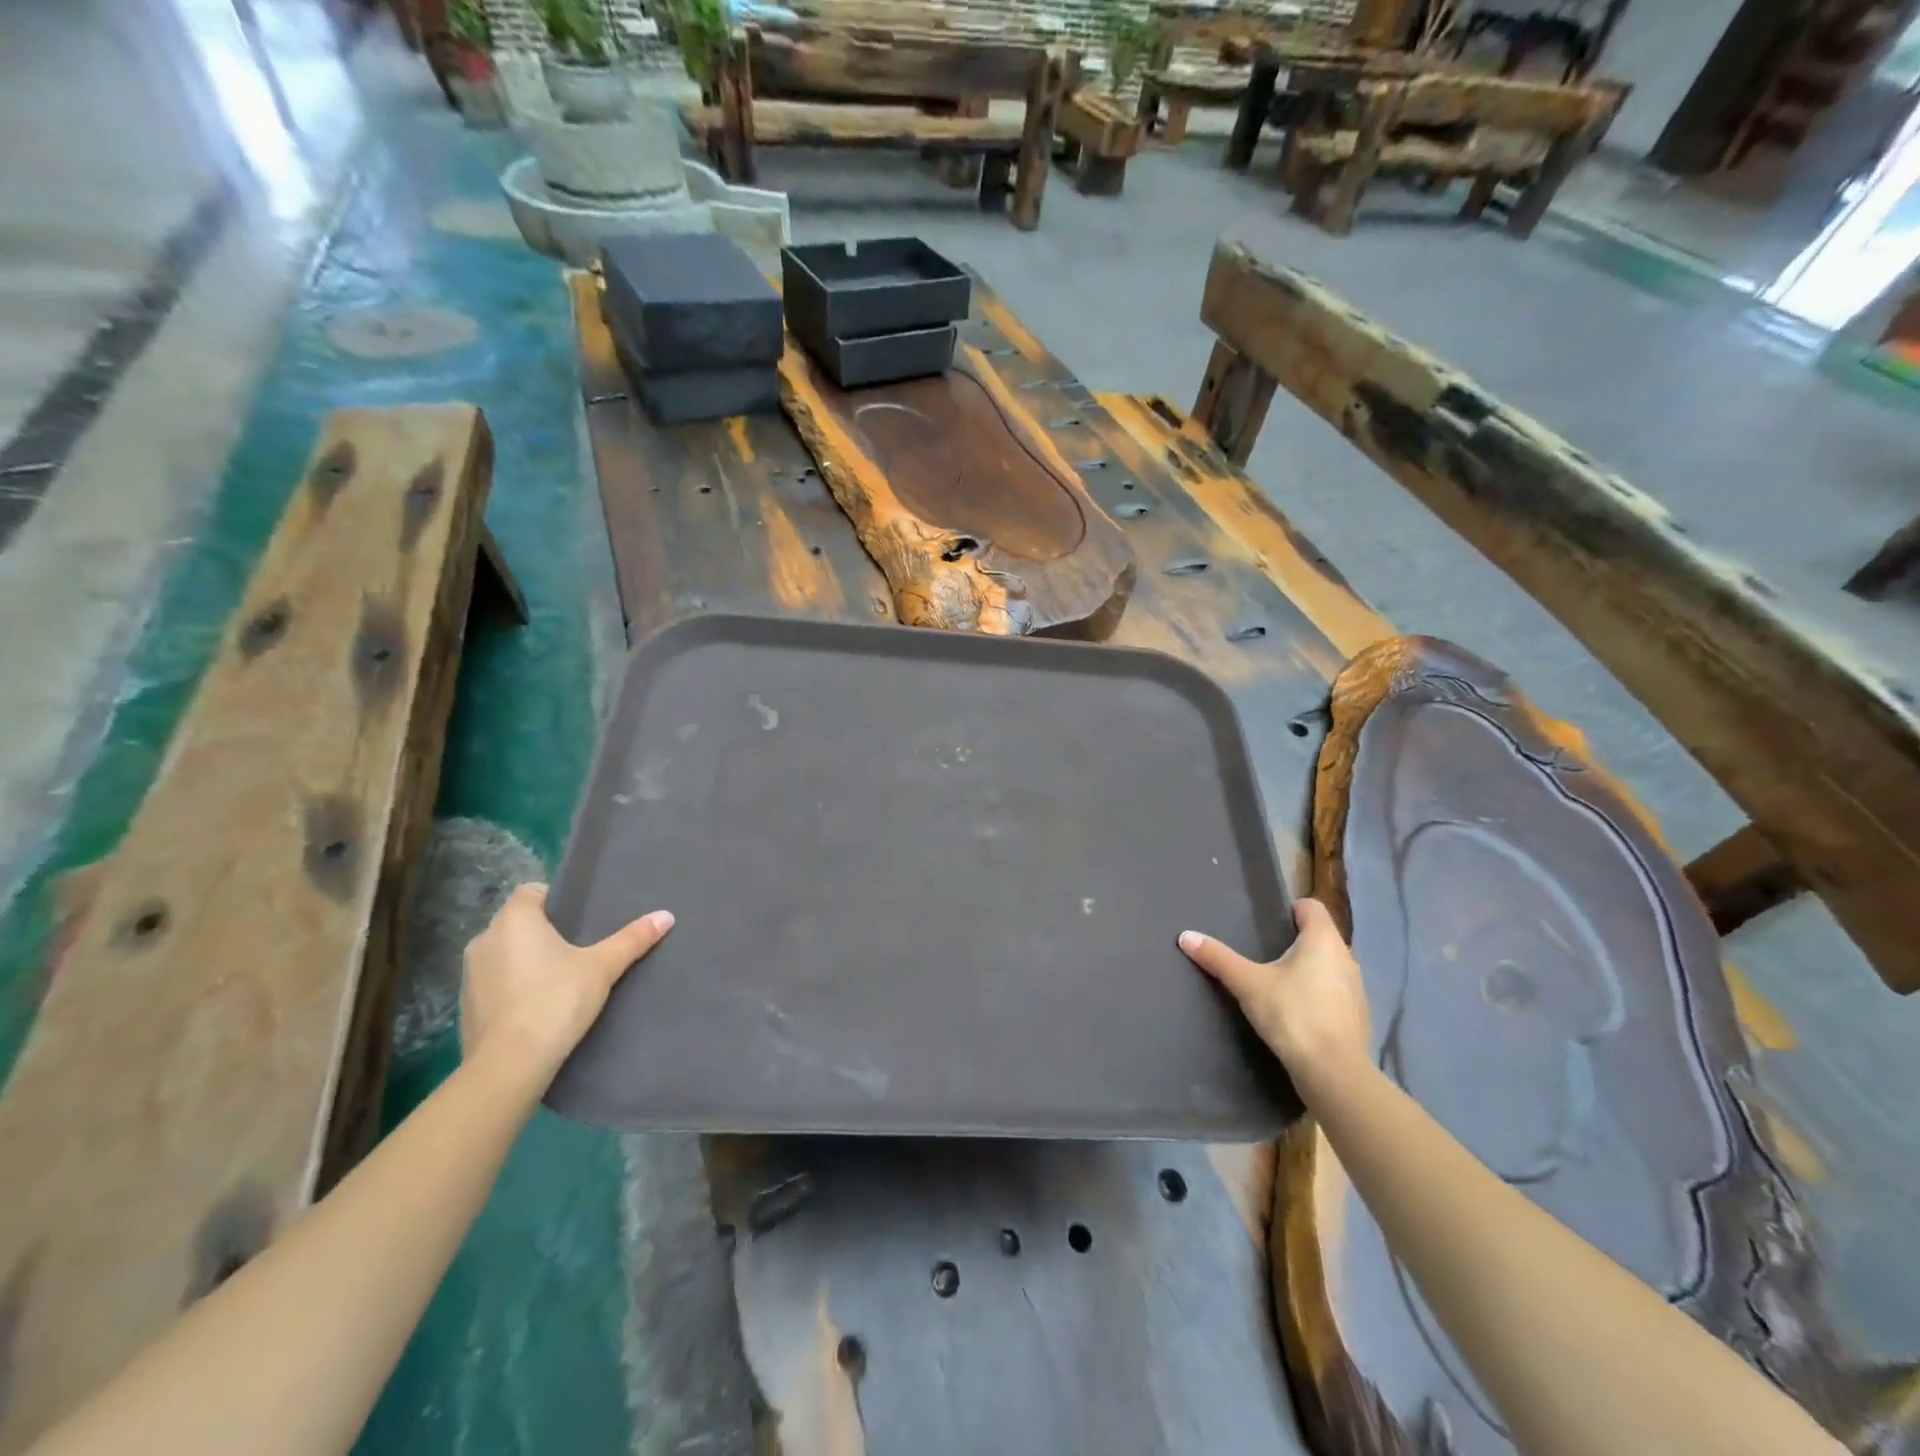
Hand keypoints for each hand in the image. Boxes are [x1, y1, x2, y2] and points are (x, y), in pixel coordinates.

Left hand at [460, 884, 673, 1091]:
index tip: (579, 917)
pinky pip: (493, 982)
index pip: (531, 891)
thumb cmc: (556, 1000)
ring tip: (558, 976)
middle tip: (577, 946)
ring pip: (503, 952)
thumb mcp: (602, 967)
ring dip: (524, 959)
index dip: (554, 899)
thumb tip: (666, 915)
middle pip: (517, 922)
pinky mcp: (465, 1005)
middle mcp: (484, 938)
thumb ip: (632, 939)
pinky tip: (536, 1004)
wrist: (509, 1064)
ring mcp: (469, 974)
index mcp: (514, 920)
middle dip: (542, 931)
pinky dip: (512, 986)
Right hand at [1180, 898, 1369, 1089]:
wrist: (1334, 1073)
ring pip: (1329, 965)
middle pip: (1320, 936)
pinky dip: (1319, 994)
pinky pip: (1335, 992)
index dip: (1289, 910)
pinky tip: (1297, 1012)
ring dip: (1309, 969)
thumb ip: (1218, 958)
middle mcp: (1346, 957)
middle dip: (1295, 941)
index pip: (1311, 907)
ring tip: (1278, 982)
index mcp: (1323, 940)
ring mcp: (1357, 988)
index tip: (1266, 924)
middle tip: (1263, 952)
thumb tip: (1185, 936)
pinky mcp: (1358, 1016)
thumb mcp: (1247, 984)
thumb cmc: (1292, 1015)